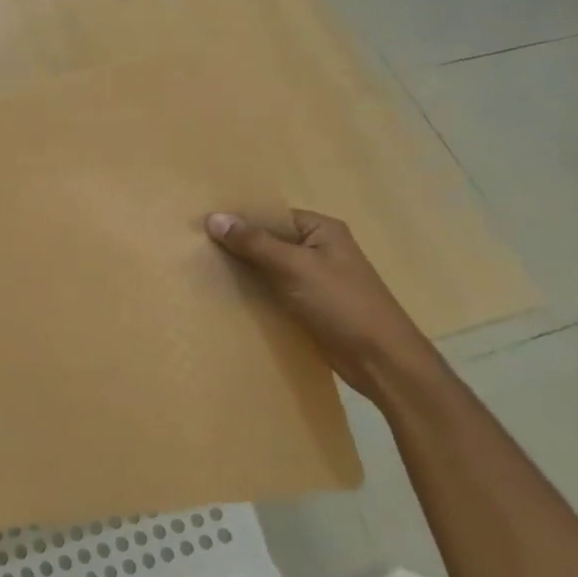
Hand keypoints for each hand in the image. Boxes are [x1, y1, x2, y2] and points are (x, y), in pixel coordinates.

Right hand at [206, 210, 442, 402]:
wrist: (381, 361)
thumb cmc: (342, 303)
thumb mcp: (294, 267)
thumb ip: (254, 242)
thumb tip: (214, 217)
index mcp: (321, 230)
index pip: (271, 215)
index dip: (240, 219)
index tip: (204, 226)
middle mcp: (318, 249)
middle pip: (269, 240)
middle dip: (238, 246)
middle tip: (197, 249)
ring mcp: (315, 279)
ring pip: (269, 268)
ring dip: (244, 271)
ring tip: (203, 271)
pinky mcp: (310, 306)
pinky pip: (275, 291)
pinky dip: (255, 293)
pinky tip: (228, 297)